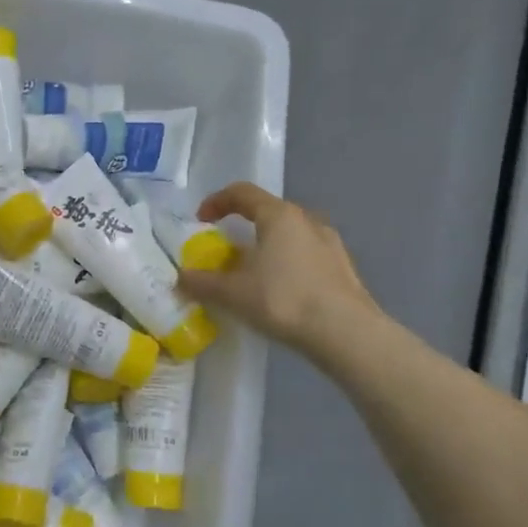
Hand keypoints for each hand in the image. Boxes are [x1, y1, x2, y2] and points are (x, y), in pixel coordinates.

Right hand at [177, 183, 378, 363]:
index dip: (217, 202)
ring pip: (290, 235)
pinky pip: (306, 256)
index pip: (242, 193)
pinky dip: (287, 264)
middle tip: (226, 249)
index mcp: (279, 216)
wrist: (346, 333)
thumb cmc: (284, 300)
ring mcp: (330, 243)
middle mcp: (307, 220)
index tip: (201, 219)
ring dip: (268, 247)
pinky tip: (281, 291)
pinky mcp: (343, 268)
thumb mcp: (233, 293)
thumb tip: (181, 278)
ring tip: (253, 273)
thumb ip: (202, 283)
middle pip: (268, 213)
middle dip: (243, 227)